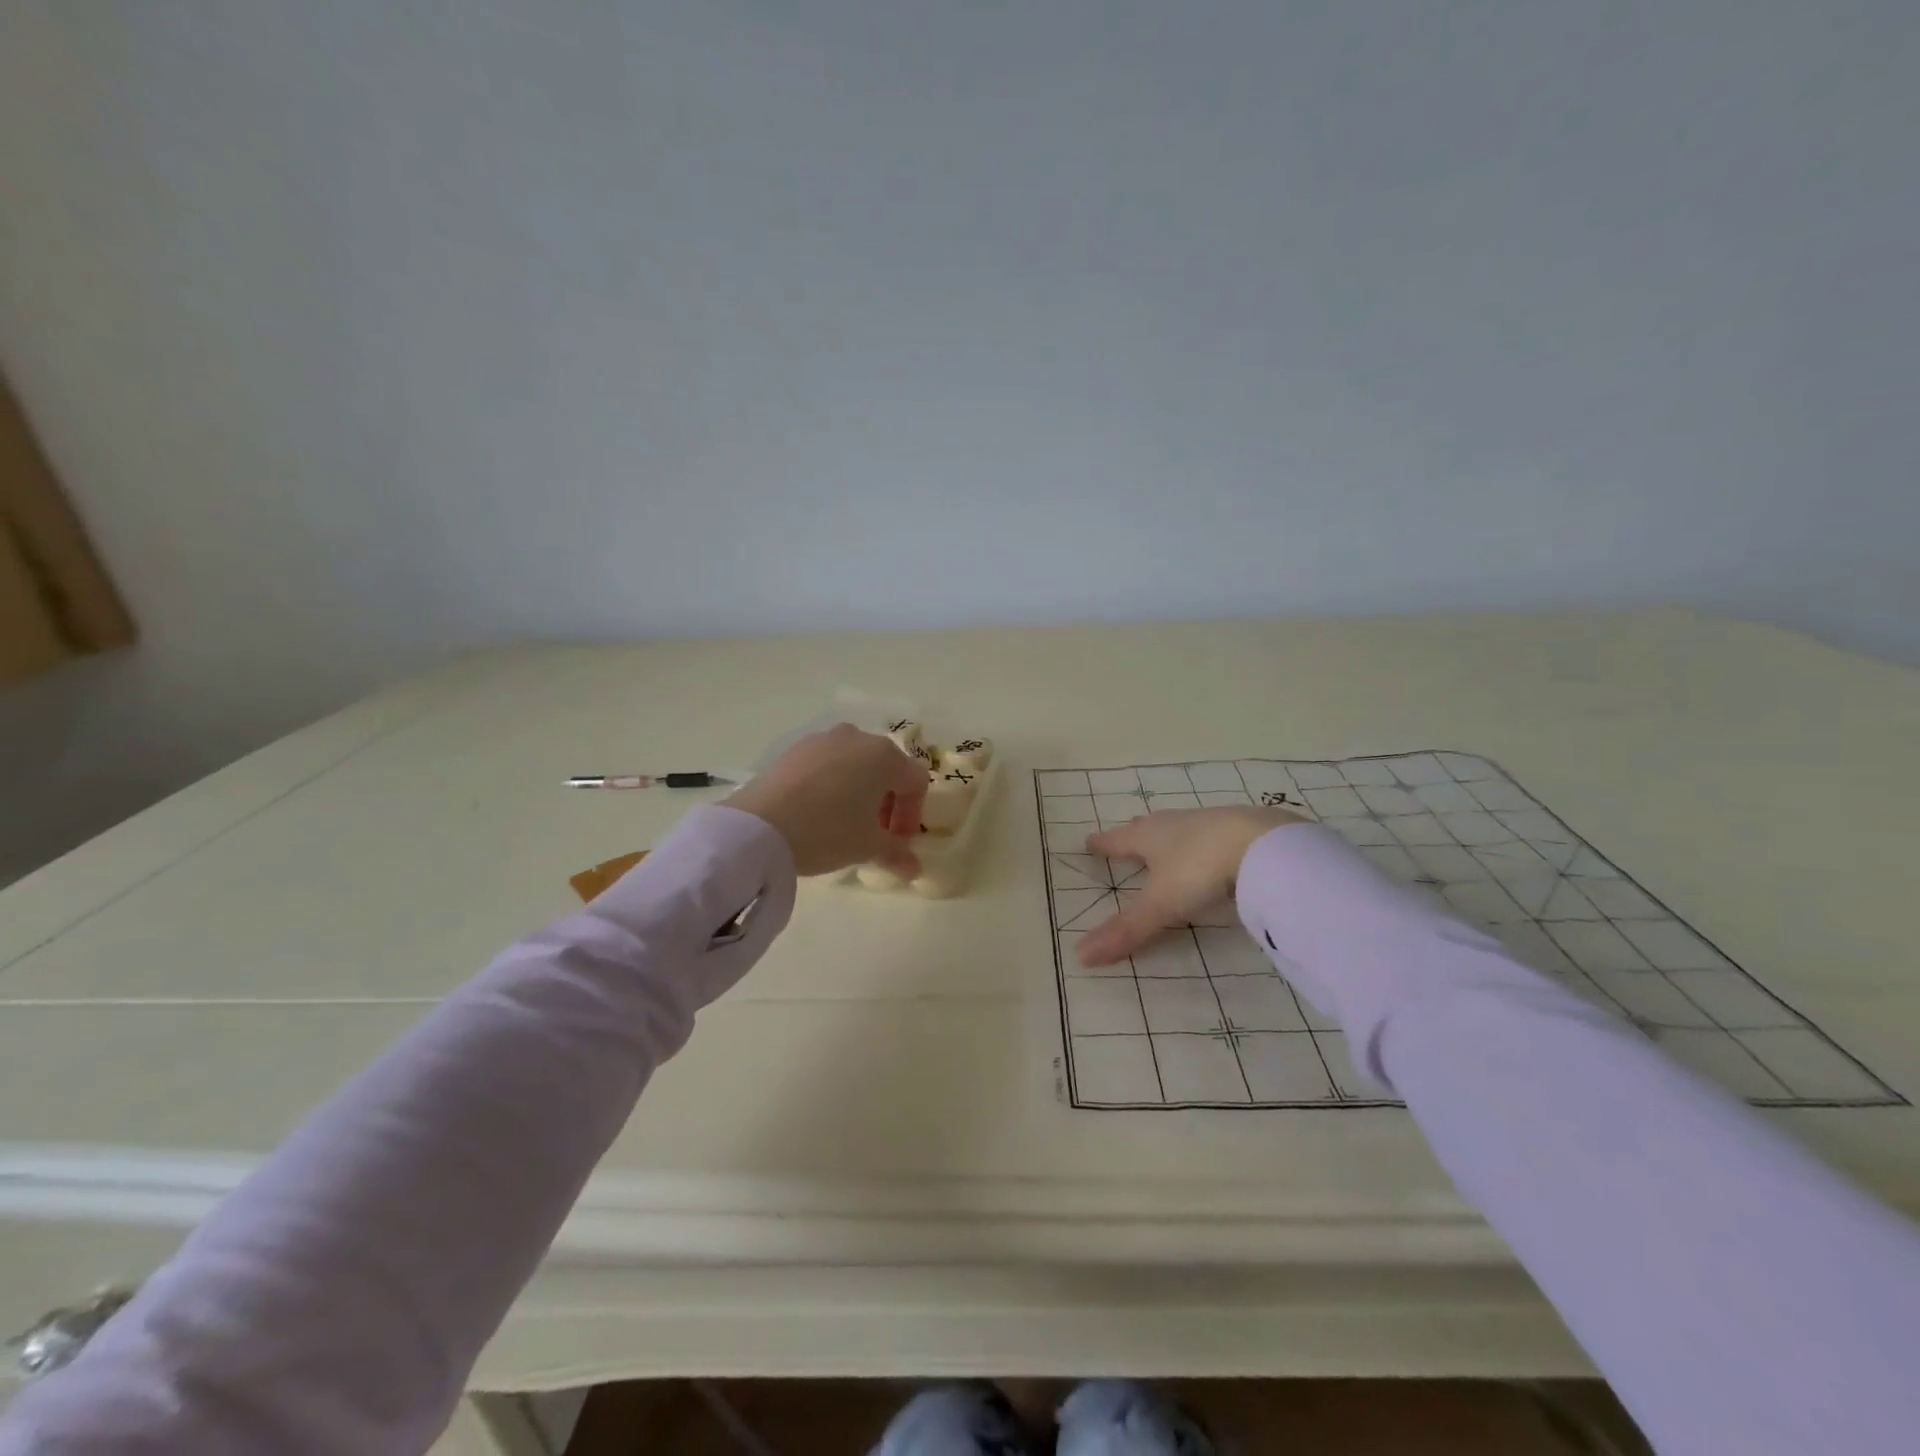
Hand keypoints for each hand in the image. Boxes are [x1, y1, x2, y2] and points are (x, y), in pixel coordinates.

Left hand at [723, 724, 927, 876]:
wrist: (759, 825)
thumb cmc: (829, 830)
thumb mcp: (868, 846)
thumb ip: (897, 853)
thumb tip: (914, 869)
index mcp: (885, 756)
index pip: (915, 782)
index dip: (912, 815)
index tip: (898, 843)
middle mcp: (858, 738)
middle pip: (886, 769)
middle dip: (887, 803)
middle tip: (875, 835)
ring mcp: (823, 740)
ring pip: (854, 764)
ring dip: (859, 792)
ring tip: (845, 824)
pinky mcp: (794, 749)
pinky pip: (826, 765)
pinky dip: (832, 785)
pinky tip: (817, 813)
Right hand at [1079, 806, 1306, 964]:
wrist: (1264, 843)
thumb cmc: (1200, 868)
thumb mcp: (1161, 904)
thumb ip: (1127, 930)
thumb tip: (1081, 956)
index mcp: (1149, 836)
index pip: (1117, 840)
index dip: (1102, 844)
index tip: (1089, 842)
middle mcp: (1175, 824)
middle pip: (1148, 827)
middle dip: (1136, 834)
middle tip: (1127, 837)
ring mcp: (1210, 823)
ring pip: (1182, 828)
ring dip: (1171, 837)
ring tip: (1167, 845)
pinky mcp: (1242, 828)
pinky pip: (1214, 835)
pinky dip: (1205, 843)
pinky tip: (1213, 852)